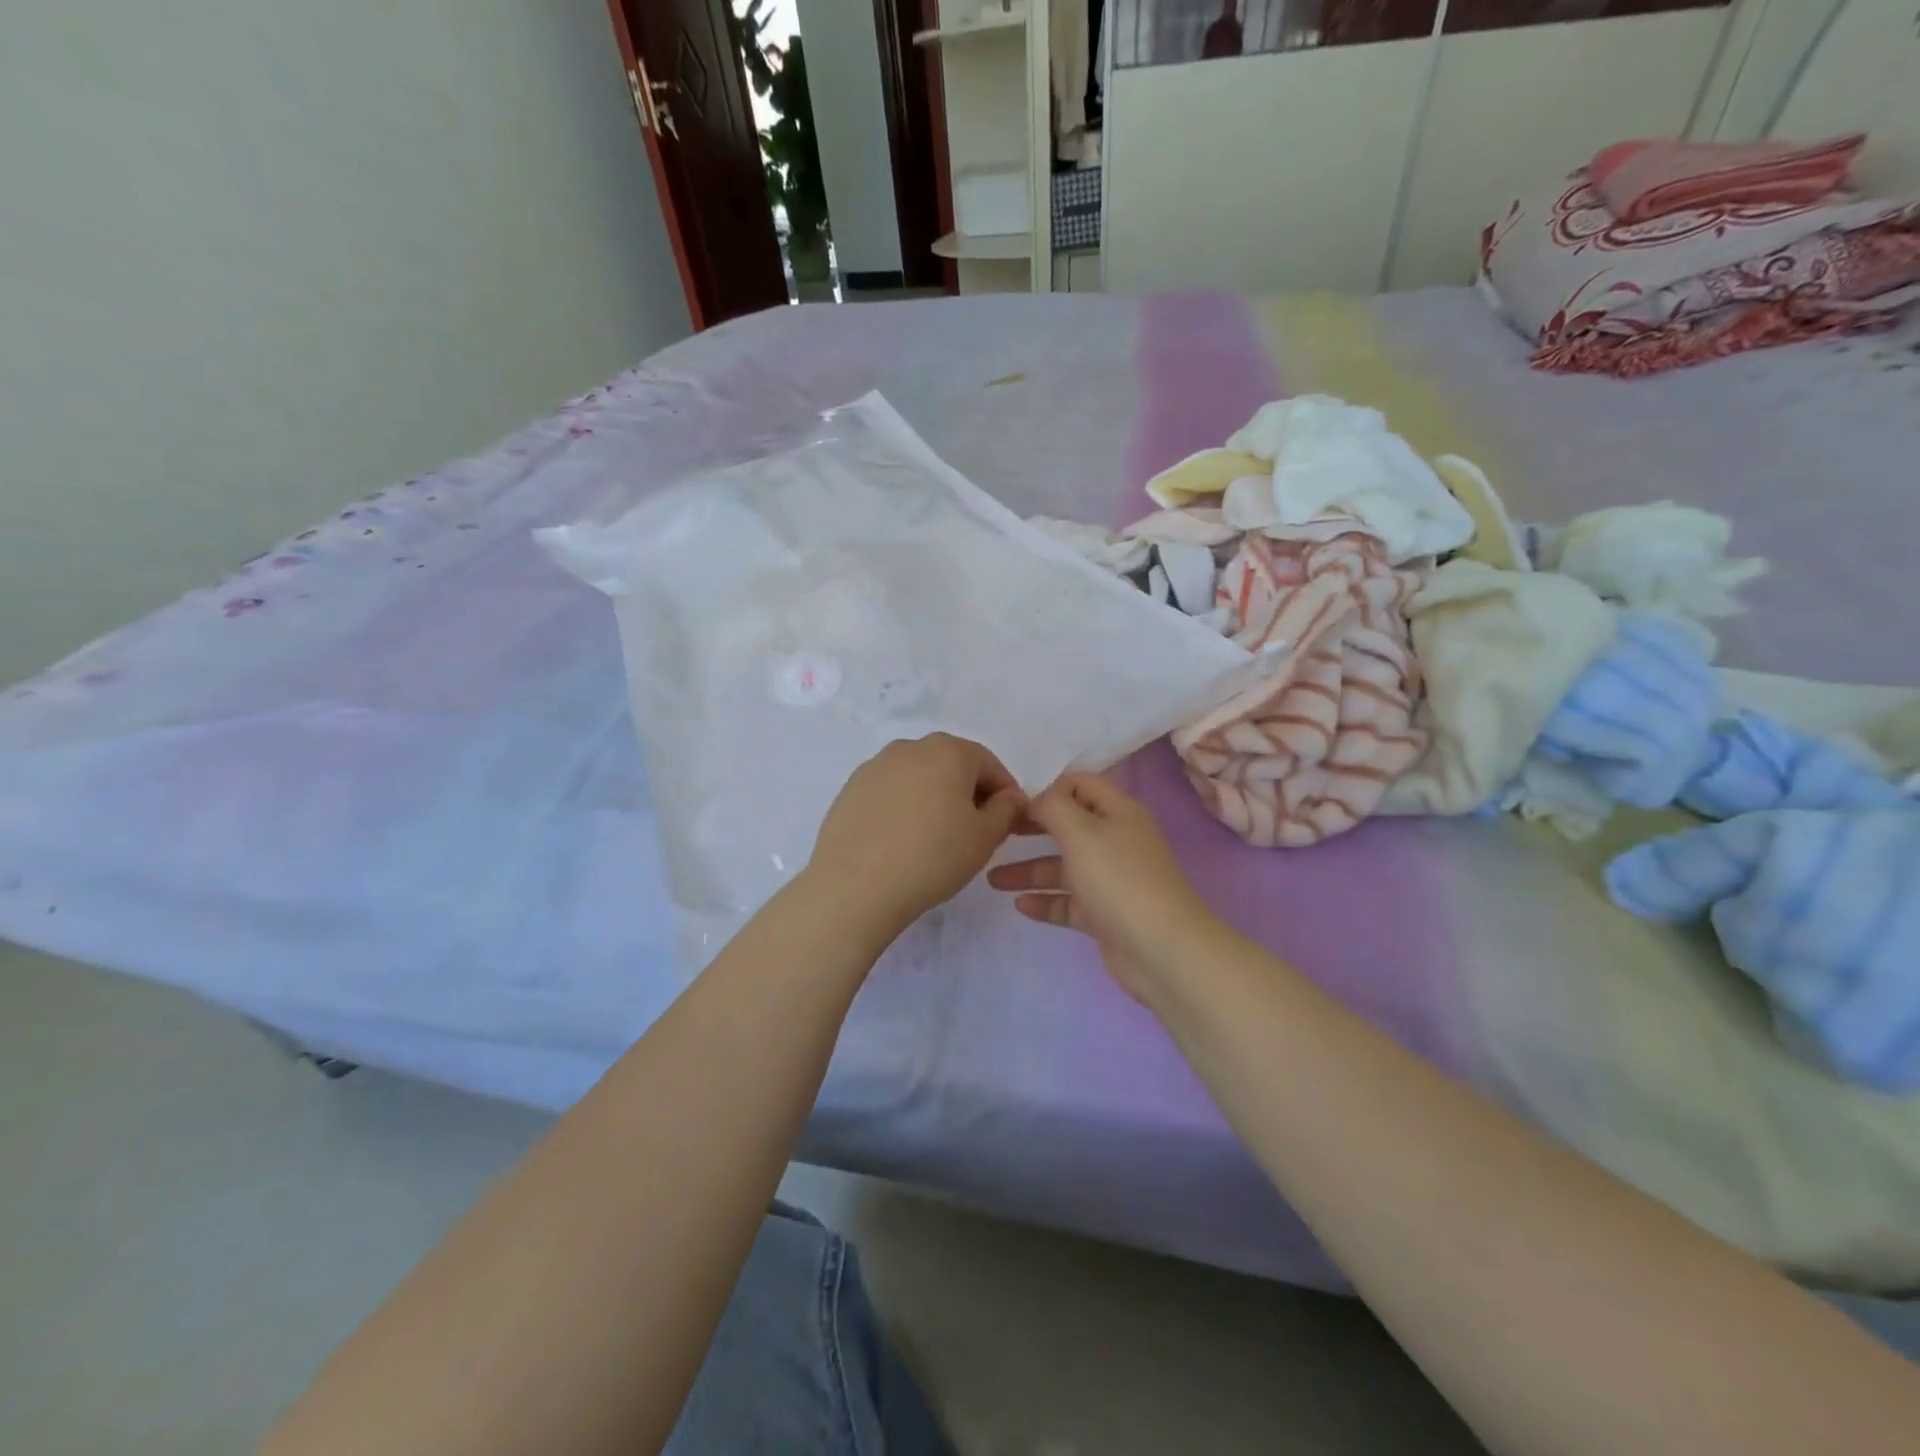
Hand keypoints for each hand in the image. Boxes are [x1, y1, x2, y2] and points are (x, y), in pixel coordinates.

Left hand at [807, 733, 1025, 939]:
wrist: (855, 886)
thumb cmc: (933, 857)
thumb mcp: (985, 838)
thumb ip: (1006, 810)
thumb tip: (1009, 797)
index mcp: (947, 750)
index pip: (989, 765)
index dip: (1004, 794)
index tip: (1008, 823)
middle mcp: (909, 748)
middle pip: (951, 766)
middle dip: (968, 794)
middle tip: (974, 832)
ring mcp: (874, 767)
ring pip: (918, 778)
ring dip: (934, 800)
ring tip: (936, 839)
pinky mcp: (850, 790)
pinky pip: (890, 794)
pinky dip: (903, 809)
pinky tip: (902, 842)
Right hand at [987, 773, 1218, 1003]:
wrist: (1161, 949)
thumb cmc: (1118, 879)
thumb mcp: (1081, 831)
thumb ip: (1053, 807)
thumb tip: (1038, 798)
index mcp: (1118, 812)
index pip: (1080, 785)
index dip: (1048, 790)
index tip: (1013, 804)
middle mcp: (1116, 841)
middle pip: (1069, 826)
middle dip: (1033, 829)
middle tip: (998, 834)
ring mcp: (1112, 880)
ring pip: (1064, 868)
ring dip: (1029, 870)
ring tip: (992, 879)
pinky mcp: (1105, 914)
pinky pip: (1069, 901)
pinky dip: (1045, 901)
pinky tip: (1019, 905)